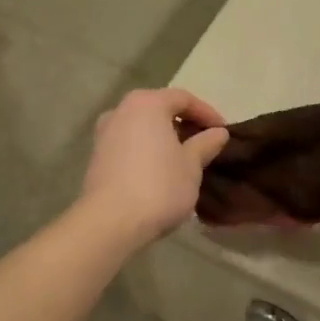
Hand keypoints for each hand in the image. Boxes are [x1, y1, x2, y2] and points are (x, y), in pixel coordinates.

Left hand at [77, 88, 228, 246]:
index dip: (207, 113)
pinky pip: (129, 144)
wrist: (110, 222)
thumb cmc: (158, 186)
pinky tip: (160, 170)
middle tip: (204, 143)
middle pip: (159, 109)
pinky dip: (147, 150)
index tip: (223, 132)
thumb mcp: (191, 165)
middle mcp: (121, 110)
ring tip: (183, 158)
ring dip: (164, 138)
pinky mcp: (96, 157)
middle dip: (184, 124)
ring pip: (142, 127)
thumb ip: (205, 144)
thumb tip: (218, 133)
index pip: (183, 98)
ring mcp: (104, 133)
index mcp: (146, 103)